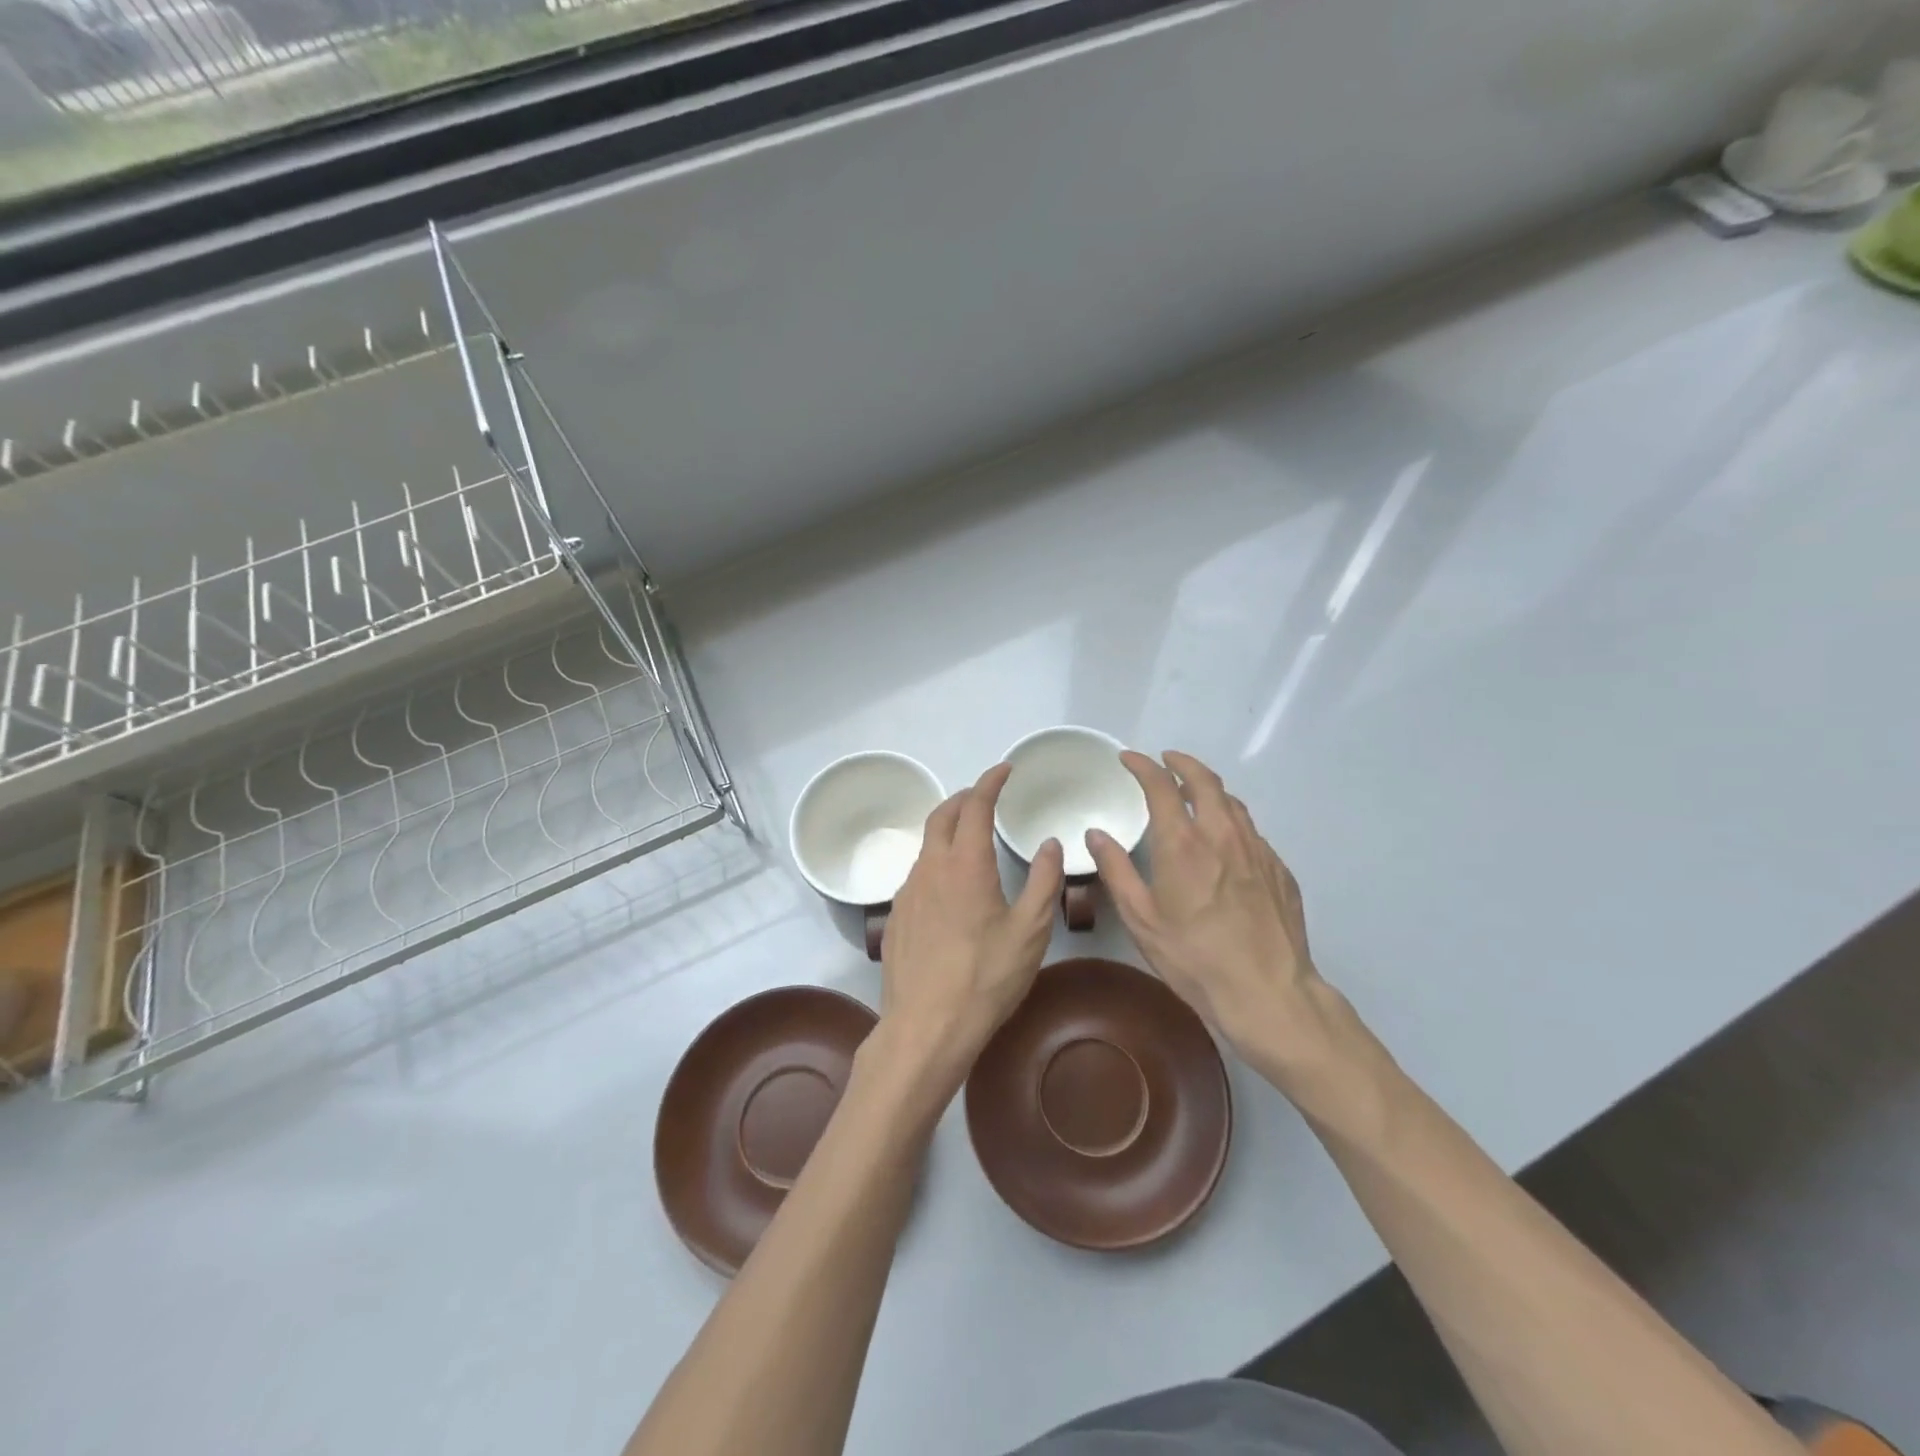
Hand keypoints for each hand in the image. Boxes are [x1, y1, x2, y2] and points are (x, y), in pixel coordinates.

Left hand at [875, 763, 1064, 1097]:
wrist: (926, 1026)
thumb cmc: (986, 977)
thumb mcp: (1030, 931)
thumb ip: (1043, 881)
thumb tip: (1050, 844)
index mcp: (965, 864)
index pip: (975, 806)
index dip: (990, 782)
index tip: (1004, 770)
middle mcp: (930, 868)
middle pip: (941, 816)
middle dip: (963, 799)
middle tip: (983, 797)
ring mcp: (906, 893)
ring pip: (925, 847)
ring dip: (946, 831)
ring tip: (968, 840)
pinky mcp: (895, 918)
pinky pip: (915, 876)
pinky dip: (934, 863)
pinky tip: (947, 889)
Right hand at [1086, 750, 1354, 1094]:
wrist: (1269, 993)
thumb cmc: (1194, 958)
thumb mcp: (1142, 919)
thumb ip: (1116, 870)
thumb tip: (1097, 834)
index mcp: (1183, 843)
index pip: (1162, 785)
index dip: (1143, 766)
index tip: (1129, 759)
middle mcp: (1223, 834)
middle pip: (1205, 780)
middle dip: (1182, 763)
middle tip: (1166, 761)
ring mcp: (1257, 850)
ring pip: (1233, 803)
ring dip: (1209, 789)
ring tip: (1194, 793)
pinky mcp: (1279, 870)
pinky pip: (1251, 832)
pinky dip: (1231, 821)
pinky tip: (1224, 842)